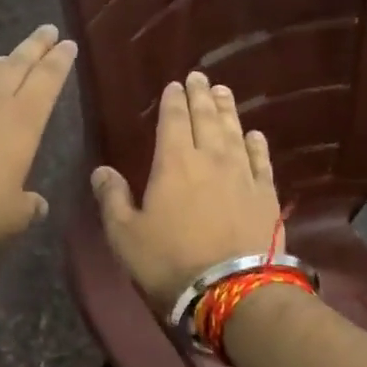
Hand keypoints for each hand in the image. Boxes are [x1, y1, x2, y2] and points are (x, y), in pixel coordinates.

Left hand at [0, 25, 77, 245]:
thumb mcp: (15, 215)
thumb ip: (29, 206)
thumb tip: (38, 206)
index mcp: (23, 121)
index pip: (48, 80)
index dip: (60, 61)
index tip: (68, 44)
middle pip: (17, 65)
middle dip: (35, 47)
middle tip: (47, 31)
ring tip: (5, 57)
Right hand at [90, 70, 280, 311]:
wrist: (232, 289)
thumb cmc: (169, 261)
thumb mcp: (125, 234)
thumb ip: (112, 198)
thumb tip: (101, 170)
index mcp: (173, 163)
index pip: (173, 121)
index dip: (173, 101)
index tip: (174, 85)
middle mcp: (210, 159)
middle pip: (206, 119)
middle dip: (201, 96)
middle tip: (200, 77)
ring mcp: (242, 175)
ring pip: (234, 132)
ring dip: (227, 110)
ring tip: (223, 92)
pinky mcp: (266, 195)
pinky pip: (261, 160)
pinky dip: (257, 144)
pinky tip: (255, 134)